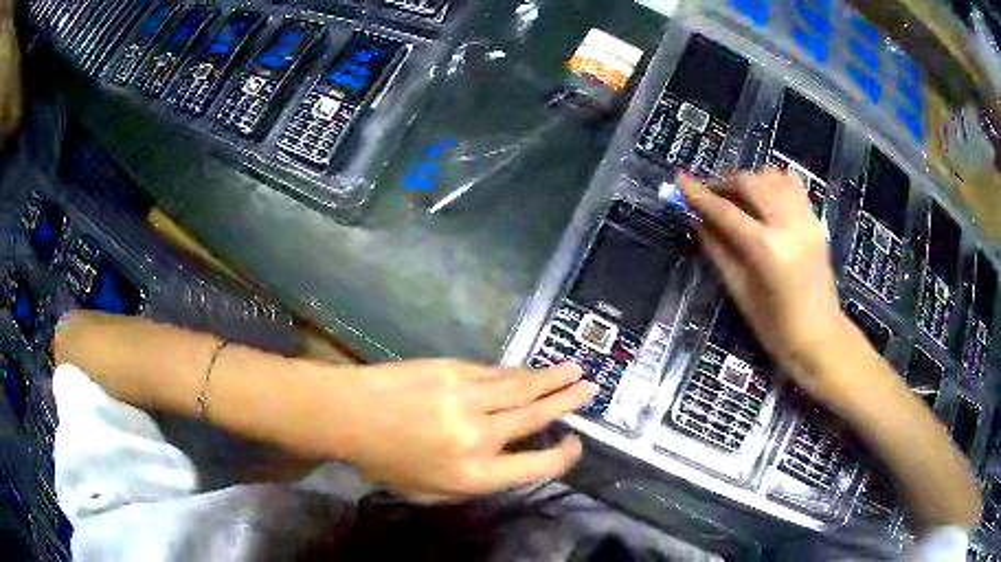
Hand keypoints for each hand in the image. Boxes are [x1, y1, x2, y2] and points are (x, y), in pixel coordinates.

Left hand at [326, 360, 596, 499]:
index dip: (562, 456)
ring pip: (520, 388)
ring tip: (575, 370)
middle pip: (535, 418)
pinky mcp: (453, 370)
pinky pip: (495, 373)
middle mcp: (479, 436)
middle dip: (567, 403)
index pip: (535, 466)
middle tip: (591, 389)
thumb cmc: (385, 461)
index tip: (575, 444)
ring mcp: (467, 398)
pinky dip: (516, 373)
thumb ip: (470, 484)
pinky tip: (529, 370)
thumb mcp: (428, 492)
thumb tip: (503, 464)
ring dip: (551, 379)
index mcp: (473, 474)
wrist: (349, 414)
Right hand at [679, 170, 848, 393]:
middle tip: (709, 194)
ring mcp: (806, 220)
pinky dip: (774, 183)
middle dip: (725, 182)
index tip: (680, 180)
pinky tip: (764, 197)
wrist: (820, 337)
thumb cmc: (776, 328)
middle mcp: (789, 225)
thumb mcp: (740, 293)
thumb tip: (699, 221)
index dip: (700, 194)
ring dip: (749, 180)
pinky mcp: (815, 221)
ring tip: (736, 196)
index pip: (727, 212)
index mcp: (767, 250)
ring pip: (772, 177)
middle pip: (750, 183)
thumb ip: (719, 252)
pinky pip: (793, 185)